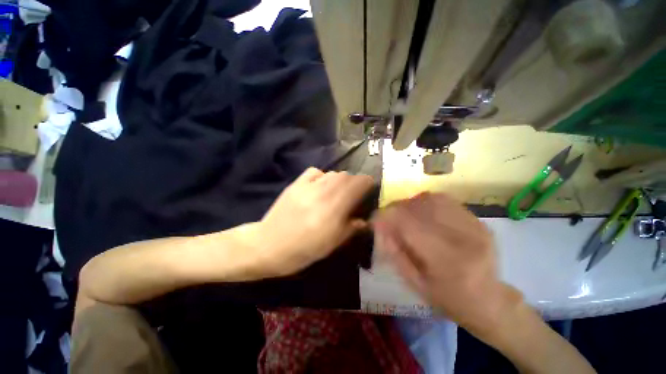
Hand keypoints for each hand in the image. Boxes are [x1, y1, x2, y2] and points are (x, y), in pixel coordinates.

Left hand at [255, 167, 373, 276]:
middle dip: (355, 182)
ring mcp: (307, 186)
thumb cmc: (303, 250)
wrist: (268, 245)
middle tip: (354, 193)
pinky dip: (323, 176)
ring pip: (332, 173)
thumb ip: (351, 228)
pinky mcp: (296, 184)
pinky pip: (315, 172)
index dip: (367, 183)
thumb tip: (365, 220)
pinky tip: (320, 186)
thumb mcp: (332, 244)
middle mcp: (322, 193)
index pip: (358, 184)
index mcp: (334, 209)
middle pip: (346, 176)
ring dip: (340, 180)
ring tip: (337, 191)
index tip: (369, 189)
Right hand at [373, 192, 522, 336]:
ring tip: (405, 214)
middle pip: (419, 207)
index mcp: (446, 261)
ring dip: (411, 203)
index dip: (386, 216)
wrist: (491, 302)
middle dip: (396, 208)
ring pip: (432, 199)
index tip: (375, 220)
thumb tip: (380, 226)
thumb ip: (395, 253)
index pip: (408, 223)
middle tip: (388, 217)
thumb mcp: (415, 284)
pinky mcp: (479, 221)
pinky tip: (423, 212)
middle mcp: (463, 238)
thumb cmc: (449, 300)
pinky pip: (446, 200)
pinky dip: (427, 202)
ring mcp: (475, 227)